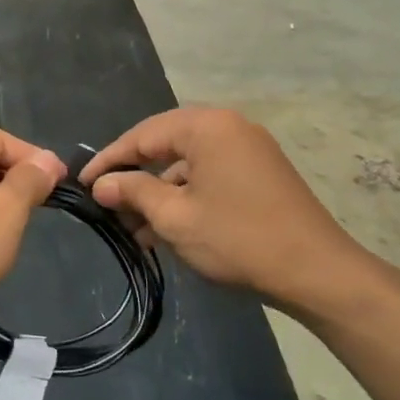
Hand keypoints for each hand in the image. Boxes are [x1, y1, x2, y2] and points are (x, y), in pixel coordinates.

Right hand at [79, 107, 399, 325]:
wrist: (317, 272)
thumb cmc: (238, 239)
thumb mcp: (175, 217)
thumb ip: (133, 192)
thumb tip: (101, 184)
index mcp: (206, 126)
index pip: (142, 136)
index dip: (109, 161)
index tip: (82, 184)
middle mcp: (228, 127)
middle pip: (164, 145)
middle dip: (134, 177)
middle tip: (105, 204)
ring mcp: (247, 149)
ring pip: (186, 164)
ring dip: (158, 193)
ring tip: (132, 228)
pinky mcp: (259, 173)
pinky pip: (208, 176)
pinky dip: (185, 197)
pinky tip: (165, 229)